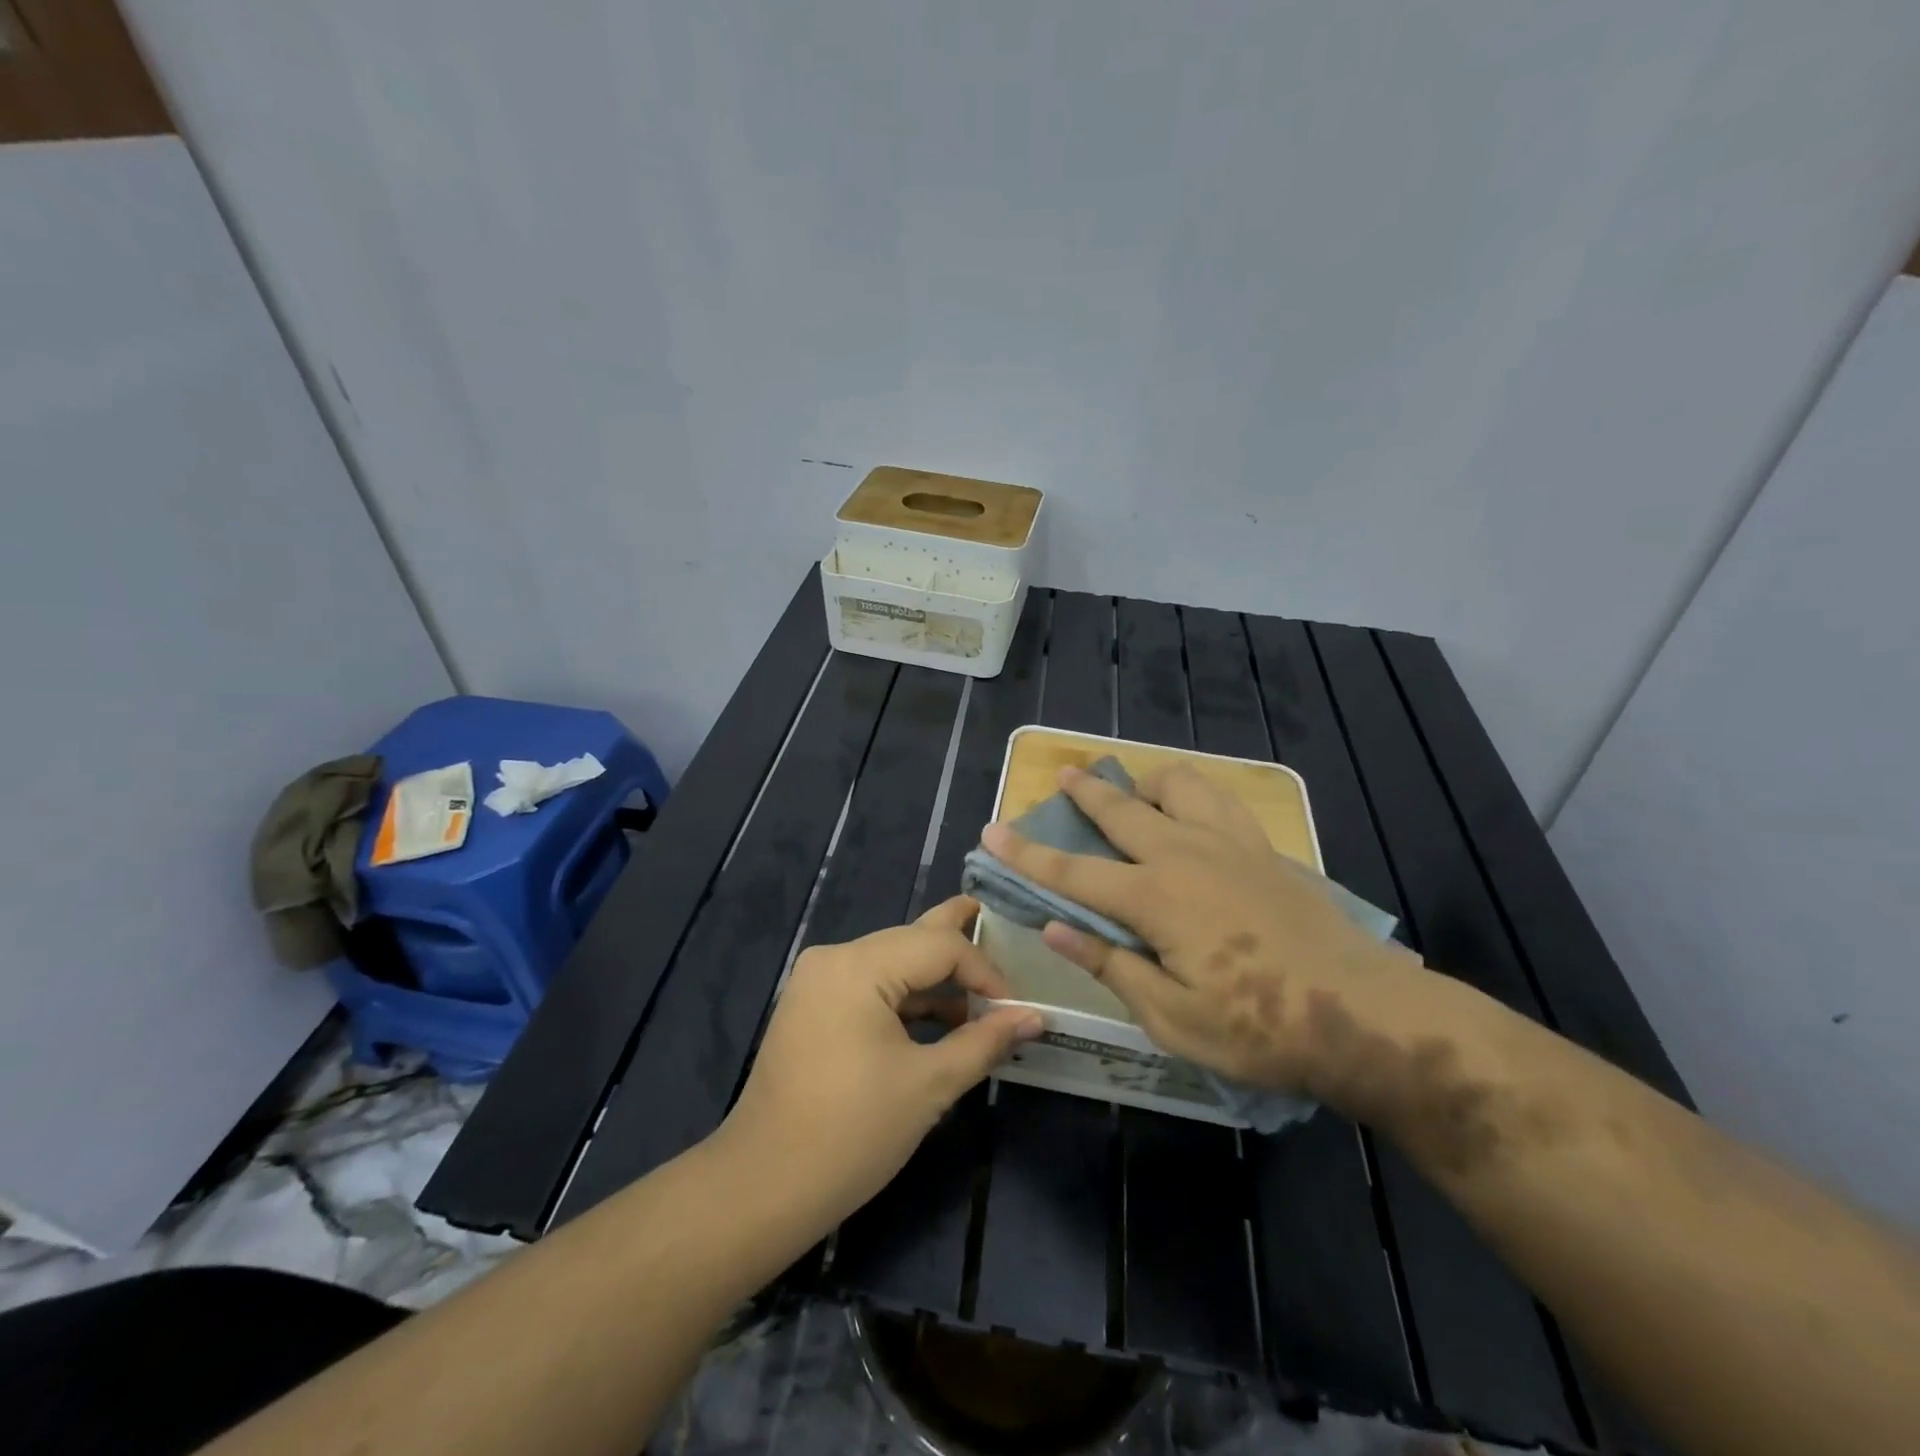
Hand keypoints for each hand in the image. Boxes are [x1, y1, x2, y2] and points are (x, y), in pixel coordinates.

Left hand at [718, 896, 1040, 1233]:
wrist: (763, 1186)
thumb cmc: (852, 1133)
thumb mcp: (929, 1085)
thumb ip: (984, 1041)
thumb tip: (1034, 1017)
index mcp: (858, 966)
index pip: (939, 945)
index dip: (985, 971)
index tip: (1015, 1011)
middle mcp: (834, 957)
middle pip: (912, 940)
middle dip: (961, 954)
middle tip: (1004, 939)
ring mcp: (818, 980)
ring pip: (892, 961)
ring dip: (935, 979)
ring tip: (980, 998)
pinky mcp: (812, 1005)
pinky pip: (870, 985)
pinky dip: (907, 998)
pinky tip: (940, 1018)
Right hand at [980, 765, 1423, 1112]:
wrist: (1360, 1013)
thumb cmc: (1257, 1027)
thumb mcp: (1171, 1016)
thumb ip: (1110, 965)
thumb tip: (1054, 928)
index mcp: (1154, 899)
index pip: (1073, 872)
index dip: (1026, 854)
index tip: (992, 831)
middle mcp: (1185, 855)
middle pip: (1121, 810)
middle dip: (1085, 792)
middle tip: (1063, 776)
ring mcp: (1230, 844)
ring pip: (1178, 785)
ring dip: (1147, 783)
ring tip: (1136, 795)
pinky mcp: (1265, 848)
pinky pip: (1221, 800)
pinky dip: (1194, 795)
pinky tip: (1194, 813)